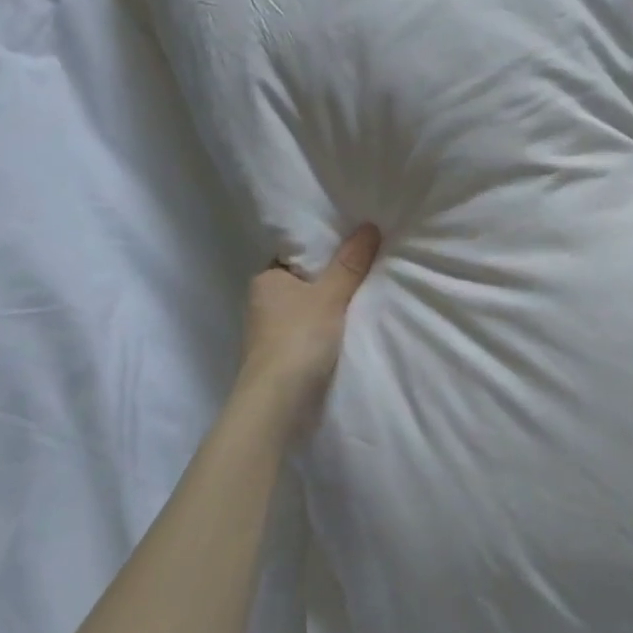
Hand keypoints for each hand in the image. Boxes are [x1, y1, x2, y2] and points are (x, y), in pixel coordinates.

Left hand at [233, 225, 380, 434]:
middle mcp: (263, 302)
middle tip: (369, 264)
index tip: (354, 242)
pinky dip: (328, 330)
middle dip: (332, 278)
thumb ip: (349, 264)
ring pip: (309, 309)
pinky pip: (311, 333)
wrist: (278, 405)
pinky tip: (352, 327)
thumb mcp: (330, 296)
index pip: (297, 254)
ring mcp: (271, 333)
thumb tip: (369, 227)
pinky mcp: (282, 358)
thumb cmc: (298, 339)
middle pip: (305, 281)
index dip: (324, 248)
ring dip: (331, 307)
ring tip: (368, 293)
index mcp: (266, 279)